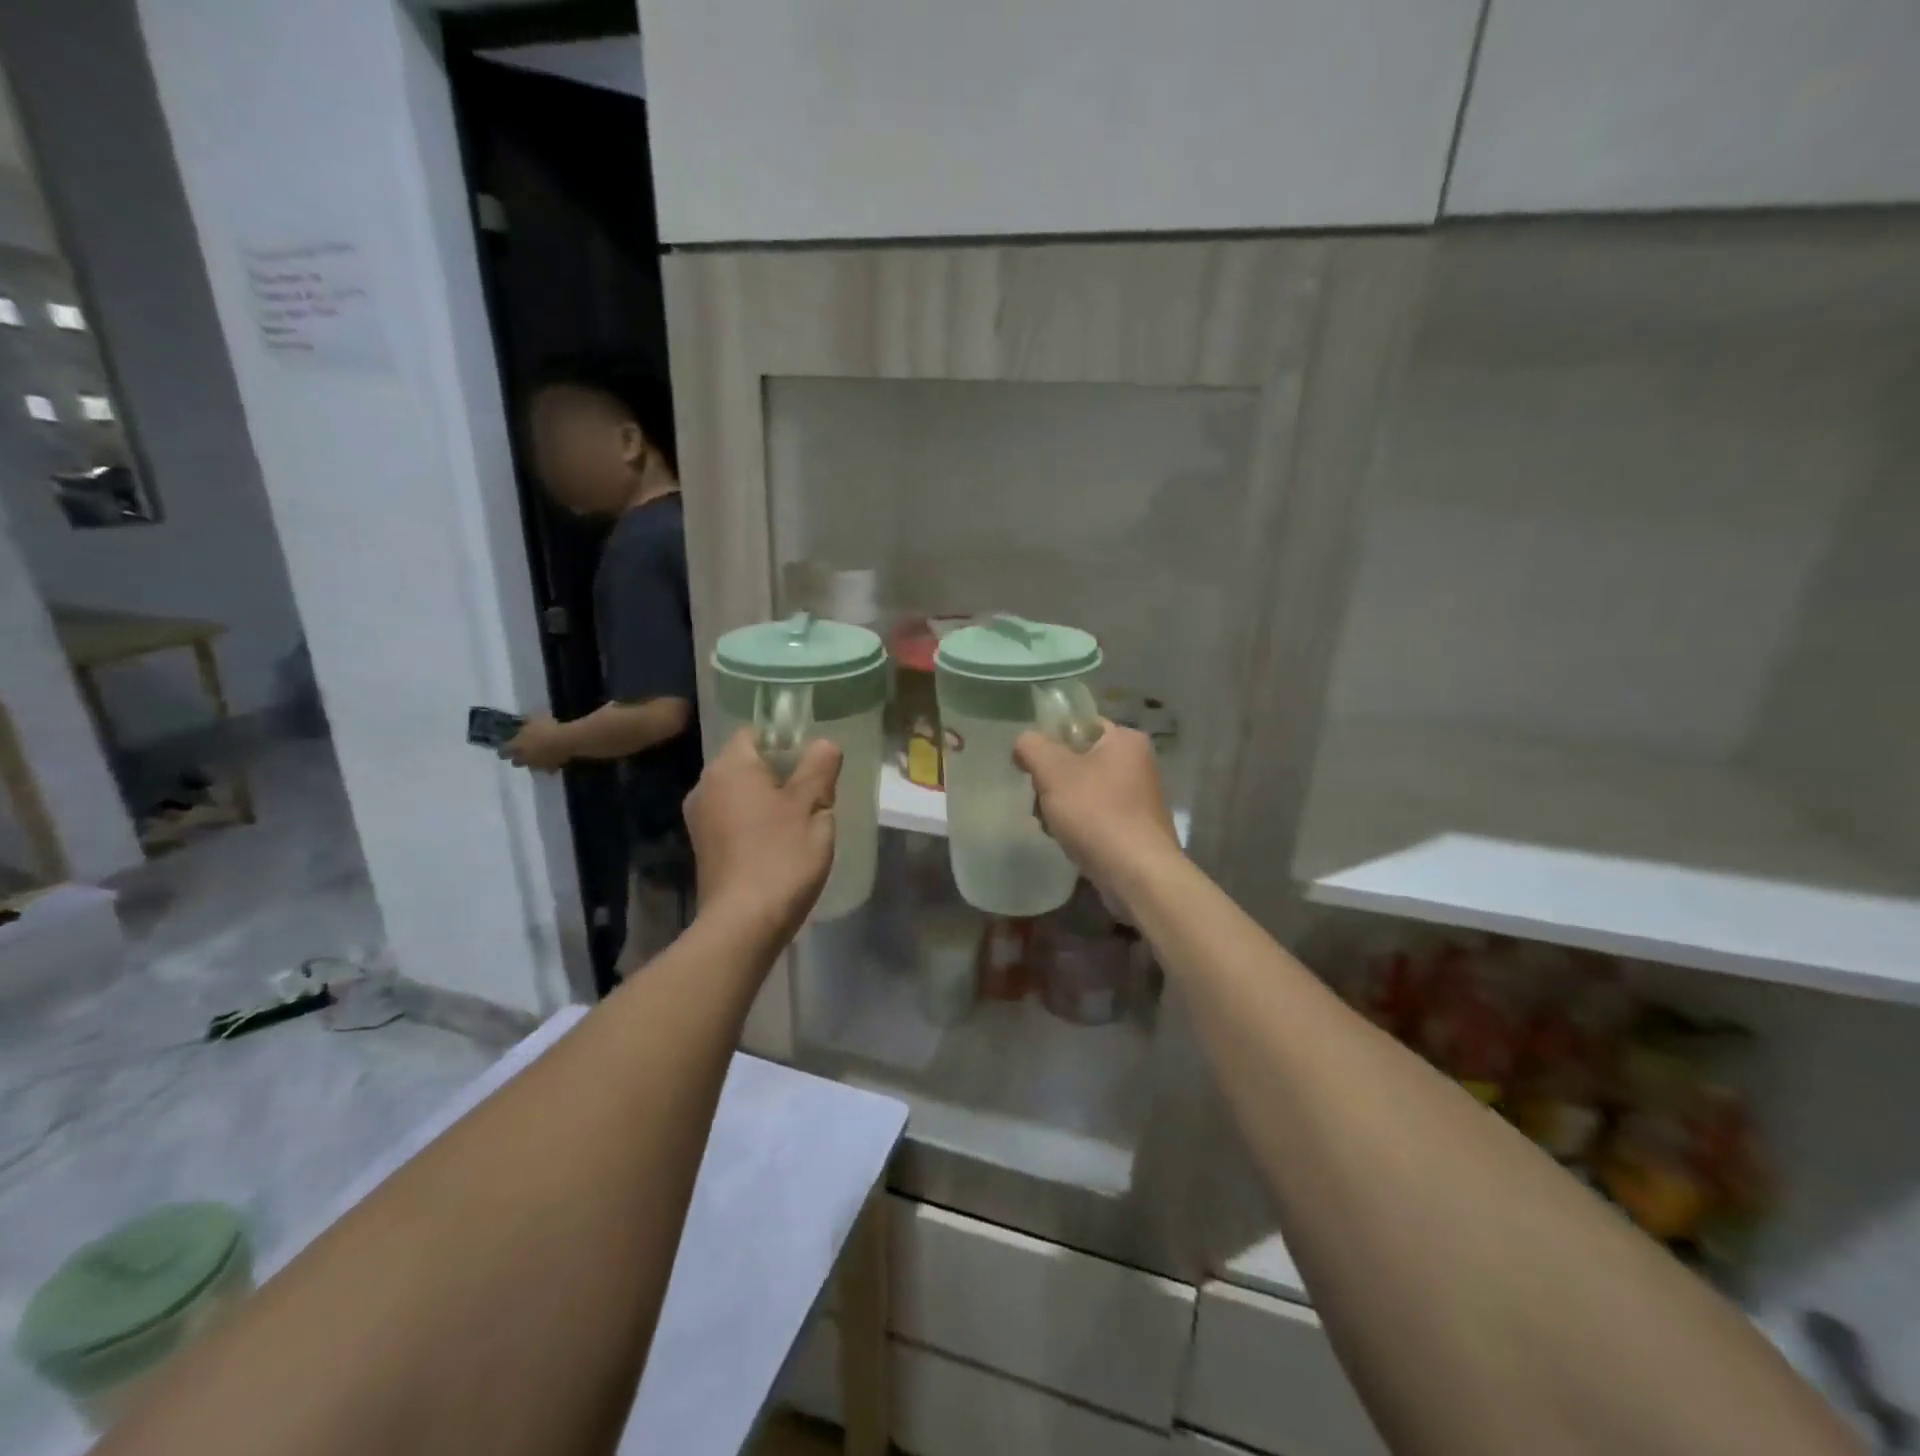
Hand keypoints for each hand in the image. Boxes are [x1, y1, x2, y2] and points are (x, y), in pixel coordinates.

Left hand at [503, 714, 573, 771]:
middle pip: (515, 762)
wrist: (567, 741)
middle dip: (518, 758)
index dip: (504, 749)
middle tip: (522, 752)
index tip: (506, 747)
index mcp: (516, 746)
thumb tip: (524, 722)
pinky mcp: (551, 768)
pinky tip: (553, 760)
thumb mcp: (535, 719)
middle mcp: (524, 758)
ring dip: (533, 761)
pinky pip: (547, 768)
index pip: (503, 751)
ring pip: (531, 766)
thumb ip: (527, 722)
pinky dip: (548, 765)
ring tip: (539, 755)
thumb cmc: (548, 728)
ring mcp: (537, 764)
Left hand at [685, 728, 841, 943]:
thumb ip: (820, 768)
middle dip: (780, 773)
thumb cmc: (781, 856)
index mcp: (730, 767)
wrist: (743, 923)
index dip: (785, 741)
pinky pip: (732, 818)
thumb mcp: (813, 807)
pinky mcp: (703, 847)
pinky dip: (754, 822)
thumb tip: (824, 744)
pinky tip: (778, 844)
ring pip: (740, 793)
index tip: (812, 763)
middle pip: (747, 763)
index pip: (755, 732)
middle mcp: (706, 785)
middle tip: (814, 794)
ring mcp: (699, 818)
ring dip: (767, 800)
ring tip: (799, 822)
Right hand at [1014, 722, 1181, 909]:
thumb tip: (1024, 743)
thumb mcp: (1053, 771)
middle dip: (1052, 781)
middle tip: (1040, 799)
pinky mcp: (1134, 829)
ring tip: (1051, 824)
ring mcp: (1138, 798)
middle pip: (1077, 760)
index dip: (1049, 741)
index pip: (1079, 726)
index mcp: (1125, 740)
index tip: (1031, 765)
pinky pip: (1095, 816)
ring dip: (1060, 806)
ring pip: (1083, 791)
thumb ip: (1031, 746)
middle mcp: (1137, 764)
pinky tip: (1067, 840)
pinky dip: (1078, 825)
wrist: (1137, 874)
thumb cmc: (1096, 813)